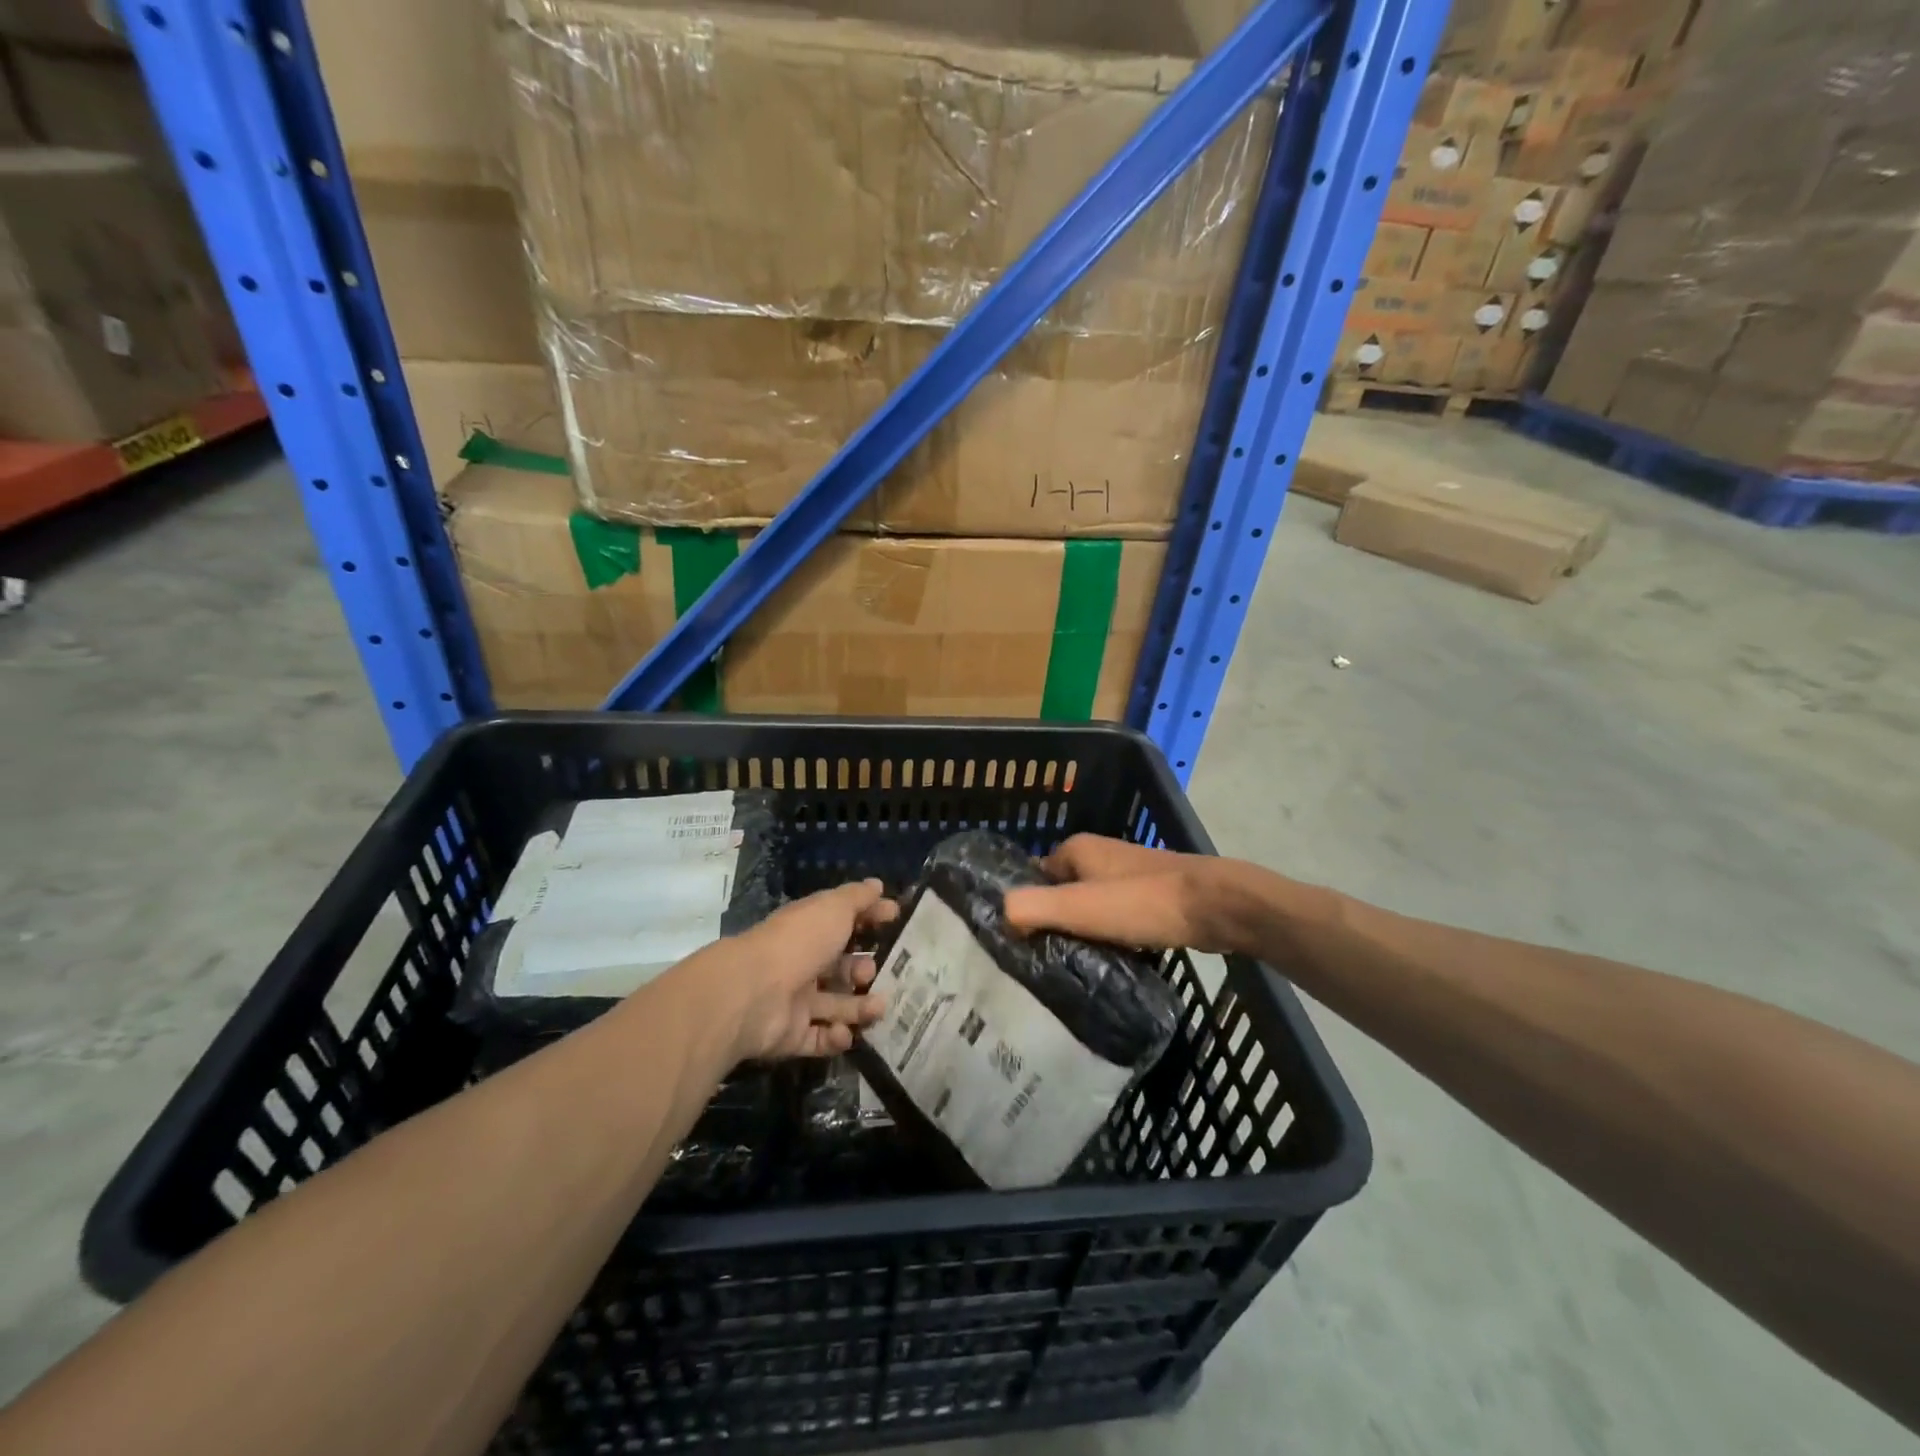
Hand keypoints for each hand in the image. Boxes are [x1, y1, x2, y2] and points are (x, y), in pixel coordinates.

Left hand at [716, 880, 896, 1062]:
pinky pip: (820, 1038)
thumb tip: (878, 885)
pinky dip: (836, 1037)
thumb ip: (858, 898)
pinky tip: (845, 1031)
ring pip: (836, 1005)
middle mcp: (802, 963)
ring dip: (860, 1007)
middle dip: (863, 970)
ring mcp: (796, 1001)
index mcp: (809, 930)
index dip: (869, 918)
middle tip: (875, 972)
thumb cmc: (800, 942)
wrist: (754, 992)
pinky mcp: (791, 1035)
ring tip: (878, 1007)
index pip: (843, 921)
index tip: (896, 917)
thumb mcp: (834, 908)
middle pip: (839, 968)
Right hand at [1002, 835, 1251, 954]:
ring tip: (1073, 966)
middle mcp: (1100, 855)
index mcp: (1077, 849)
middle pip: (1062, 892)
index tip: (1018, 941)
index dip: (1025, 906)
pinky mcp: (1151, 896)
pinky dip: (1109, 935)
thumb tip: (1001, 915)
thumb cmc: (1142, 903)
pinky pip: (1116, 917)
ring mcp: (1128, 874)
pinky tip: (1109, 961)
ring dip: (1083, 932)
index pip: (1034, 877)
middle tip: (1044, 959)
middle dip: (1054, 922)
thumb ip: (1032, 908)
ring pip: (1090, 906)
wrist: (1215, 906)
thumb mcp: (1078, 907)